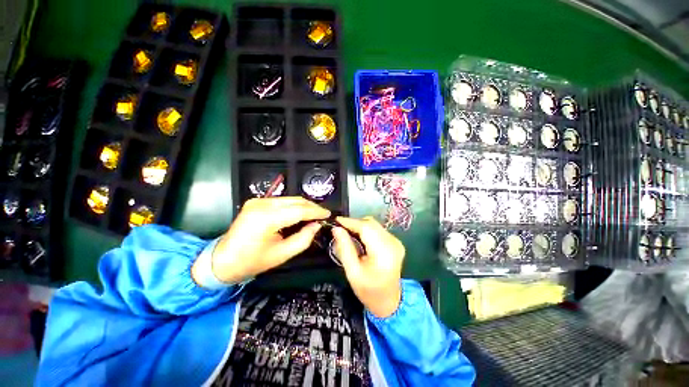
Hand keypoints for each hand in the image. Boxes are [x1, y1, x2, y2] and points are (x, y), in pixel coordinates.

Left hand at [193, 197, 329, 283]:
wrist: (222, 260)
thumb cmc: (252, 262)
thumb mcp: (282, 254)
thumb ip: (303, 238)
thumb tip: (317, 225)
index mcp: (266, 219)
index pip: (299, 210)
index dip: (316, 212)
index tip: (328, 215)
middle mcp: (262, 204)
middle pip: (296, 201)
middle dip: (312, 207)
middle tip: (323, 216)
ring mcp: (258, 201)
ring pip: (290, 199)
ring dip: (304, 206)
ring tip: (314, 215)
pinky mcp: (257, 201)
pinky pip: (282, 201)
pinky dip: (294, 206)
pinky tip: (300, 214)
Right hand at [332, 216, 404, 317]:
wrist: (389, 301)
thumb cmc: (368, 291)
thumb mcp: (352, 272)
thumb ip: (344, 248)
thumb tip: (336, 229)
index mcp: (383, 252)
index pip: (366, 227)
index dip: (350, 222)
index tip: (336, 221)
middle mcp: (393, 242)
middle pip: (371, 223)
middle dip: (354, 223)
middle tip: (340, 229)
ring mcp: (396, 241)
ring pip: (374, 224)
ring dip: (360, 226)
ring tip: (348, 234)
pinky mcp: (395, 242)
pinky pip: (378, 229)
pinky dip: (367, 230)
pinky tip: (360, 239)